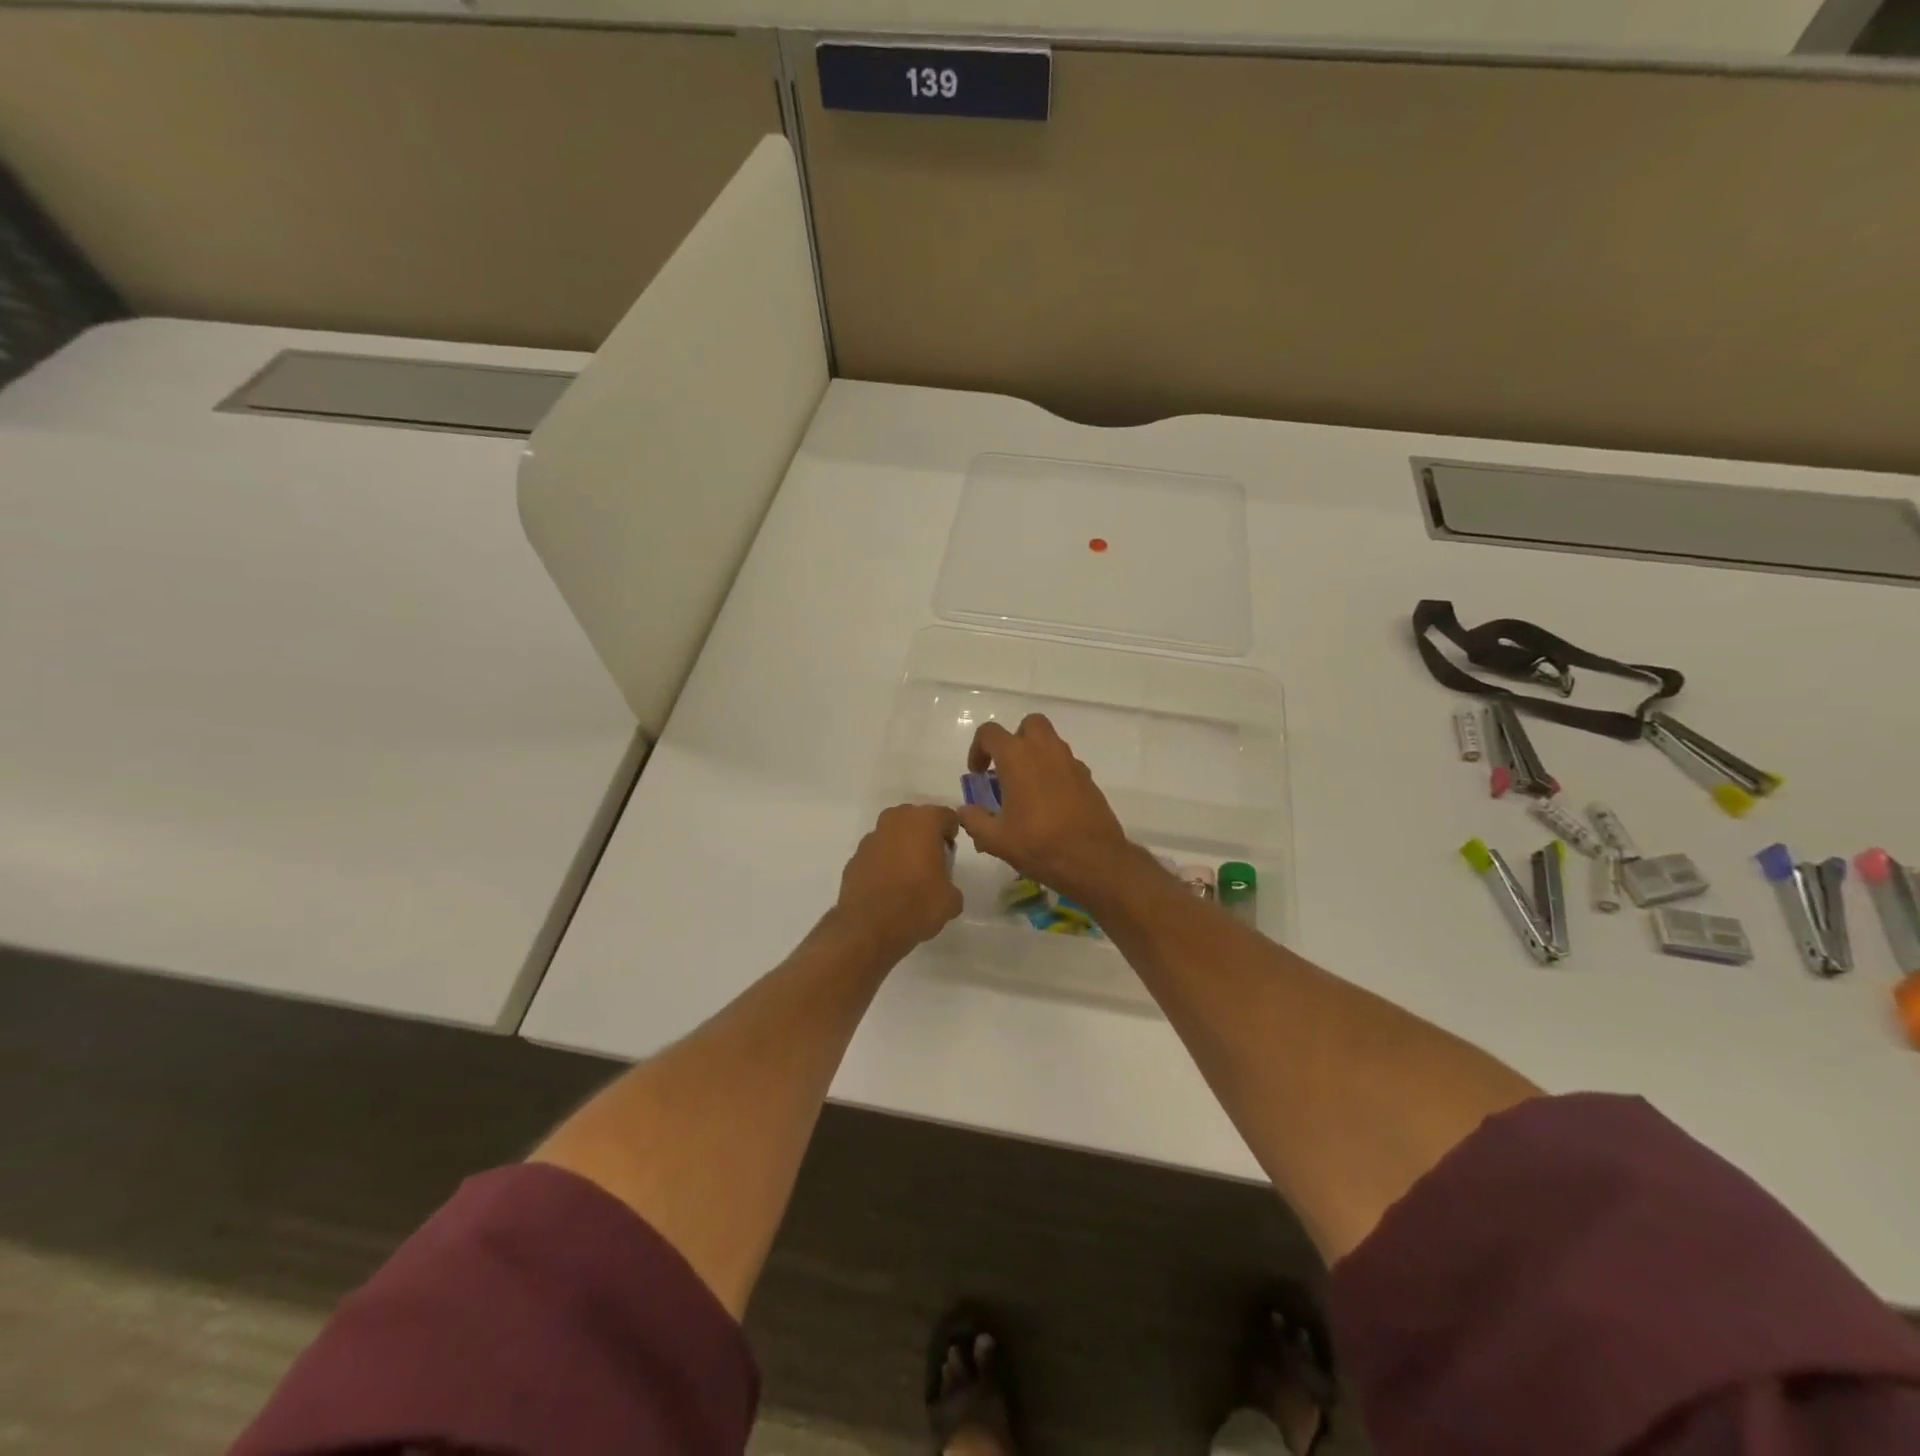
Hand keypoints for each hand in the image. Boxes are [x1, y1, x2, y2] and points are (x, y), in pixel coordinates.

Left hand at [834, 804, 963, 961]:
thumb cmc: (917, 904)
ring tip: (908, 875)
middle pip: (916, 819)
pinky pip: (876, 854)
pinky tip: (888, 887)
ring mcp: (871, 838)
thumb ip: (950, 884)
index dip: (951, 832)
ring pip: (893, 834)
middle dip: (924, 835)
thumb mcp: (951, 900)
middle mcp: (895, 821)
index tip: (950, 853)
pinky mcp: (854, 857)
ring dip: (902, 847)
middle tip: (931, 861)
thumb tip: (943, 889)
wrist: (869, 927)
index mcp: (924, 822)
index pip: (946, 816)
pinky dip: (883, 863)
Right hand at [957, 714, 1137, 902]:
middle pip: (1029, 725)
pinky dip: (1054, 773)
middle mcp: (1046, 750)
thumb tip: (965, 810)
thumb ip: (975, 821)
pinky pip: (1066, 764)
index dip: (978, 749)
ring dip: (1036, 755)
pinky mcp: (1088, 779)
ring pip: (1051, 742)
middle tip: (1007, 769)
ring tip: (1026, 789)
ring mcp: (1071, 762)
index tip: (978, 774)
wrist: (1093, 860)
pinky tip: (1050, 804)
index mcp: (1017, 757)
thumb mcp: (996, 839)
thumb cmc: (1039, 844)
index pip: (990, 733)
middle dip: (1015, 740)